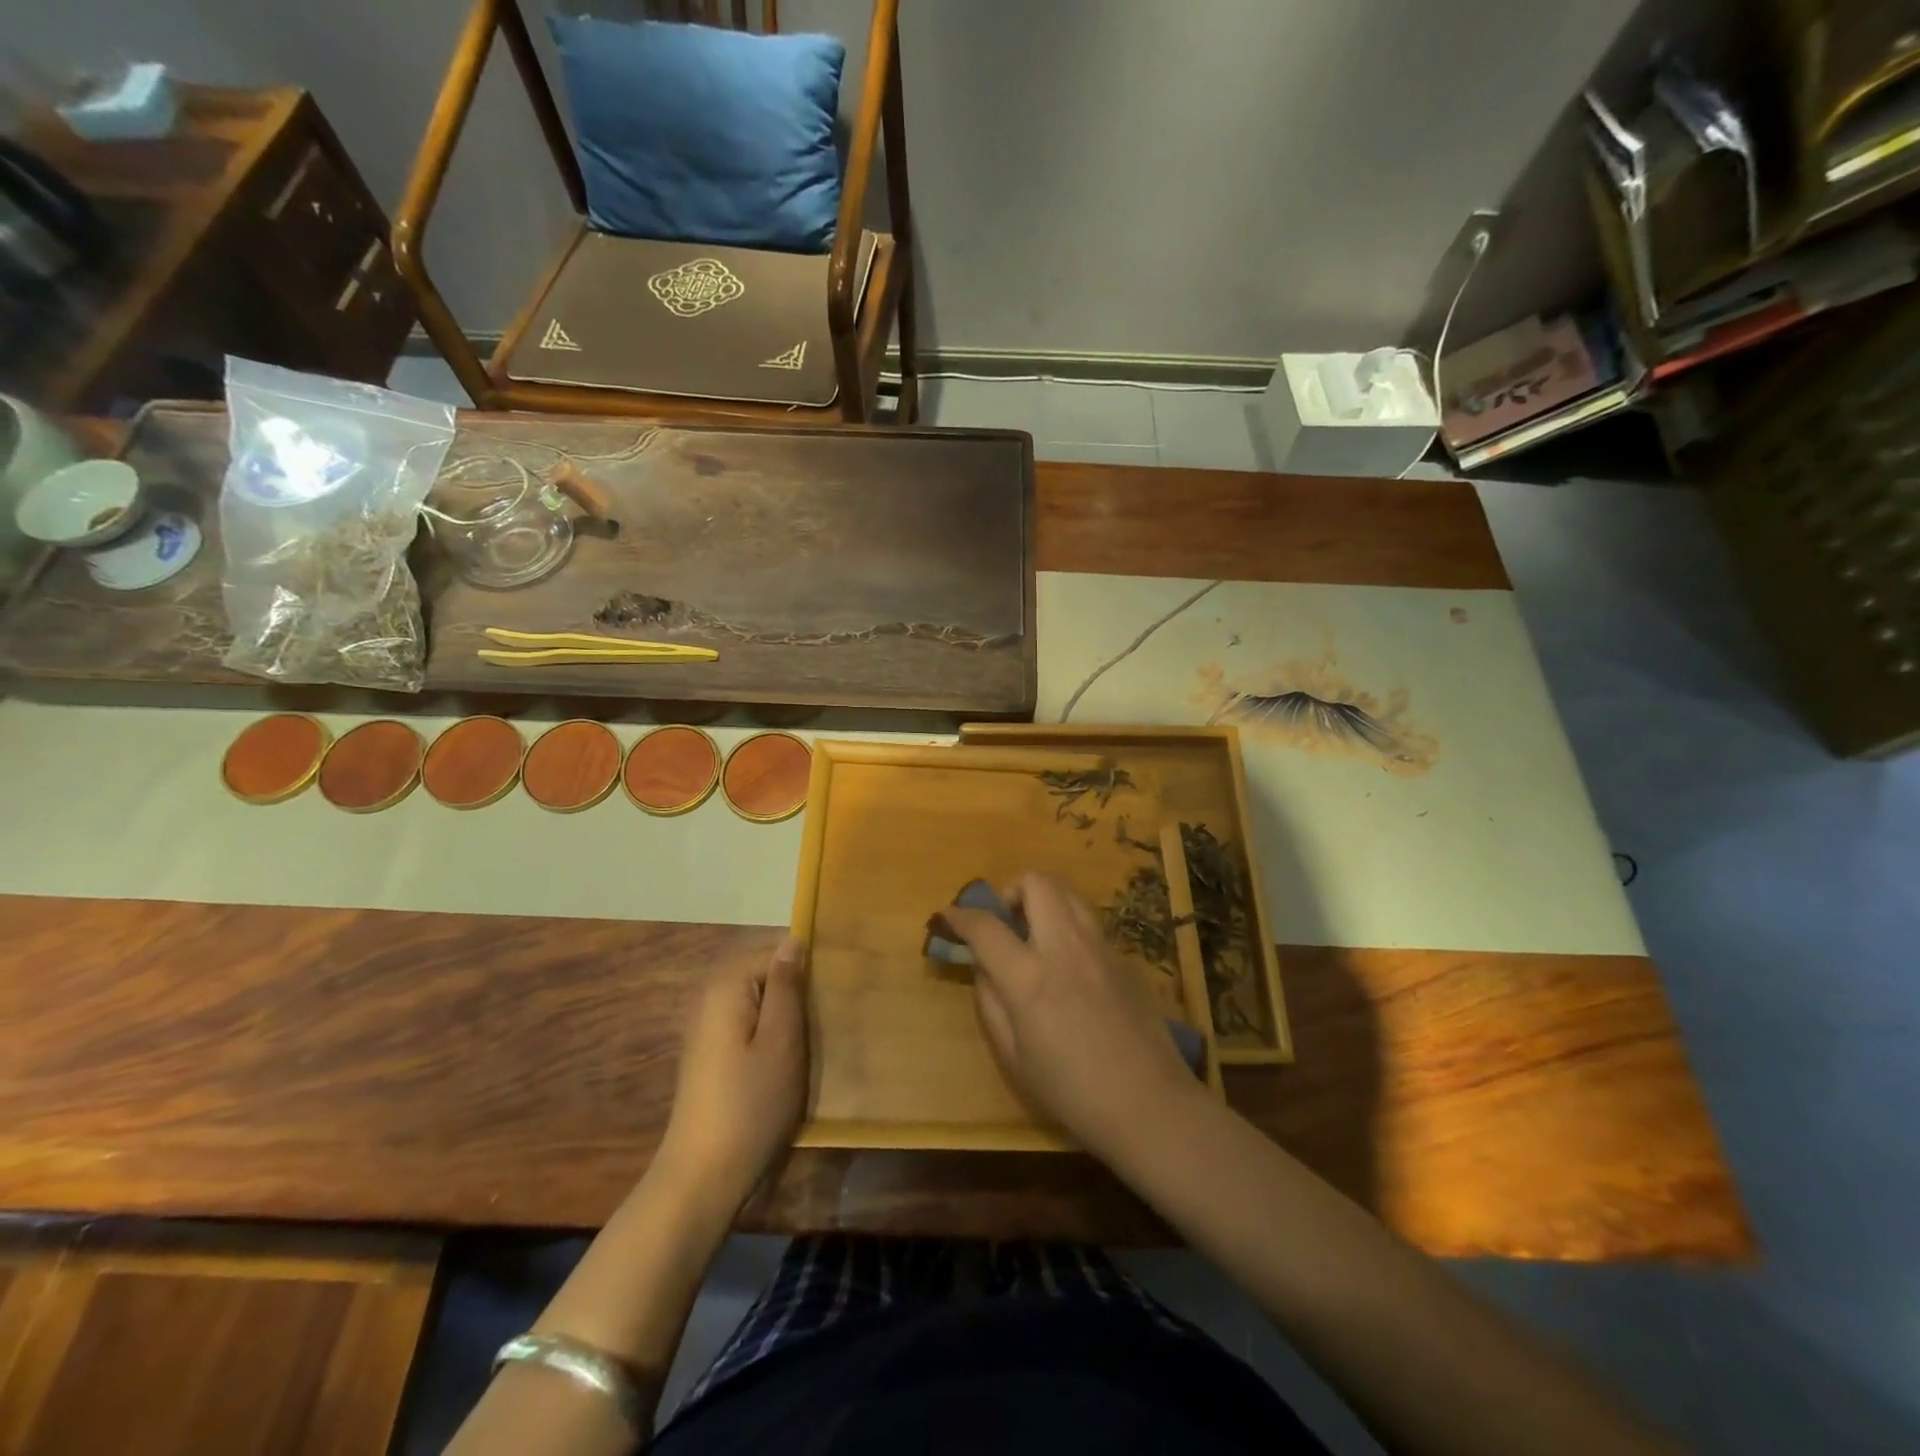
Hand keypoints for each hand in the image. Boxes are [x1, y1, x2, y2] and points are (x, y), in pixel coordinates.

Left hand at [658, 936, 809, 1209]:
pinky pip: (748, 1025)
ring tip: (818, 1036)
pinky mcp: (710, 1055)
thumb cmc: (751, 1103)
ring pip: (758, 1002)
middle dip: (797, 990)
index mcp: (727, 986)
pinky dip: (771, 1034)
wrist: (703, 1176)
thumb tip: (793, 940)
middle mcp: (710, 998)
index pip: (775, 952)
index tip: (836, 991)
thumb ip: (786, 986)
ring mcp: (707, 1028)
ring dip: (787, 1014)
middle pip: (764, 975)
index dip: (807, 967)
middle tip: (831, 1015)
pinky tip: (790, 1058)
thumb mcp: (782, 1039)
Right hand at [942, 875, 1201, 1160]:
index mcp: (1030, 978)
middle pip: (1036, 883)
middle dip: (1011, 890)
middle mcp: (1066, 947)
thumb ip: (991, 1003)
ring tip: (1036, 934)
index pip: (986, 926)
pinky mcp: (1125, 957)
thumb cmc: (1071, 1092)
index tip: (949, 916)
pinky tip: (1070, 965)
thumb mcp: (1013, 1057)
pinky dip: (1069, 927)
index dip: (960, 915)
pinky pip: (1090, 923)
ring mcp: (1101, 947)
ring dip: (1044, 900)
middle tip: (1005, 921)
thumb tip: (983, 967)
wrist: (1149, 1104)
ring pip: (1068, 892)